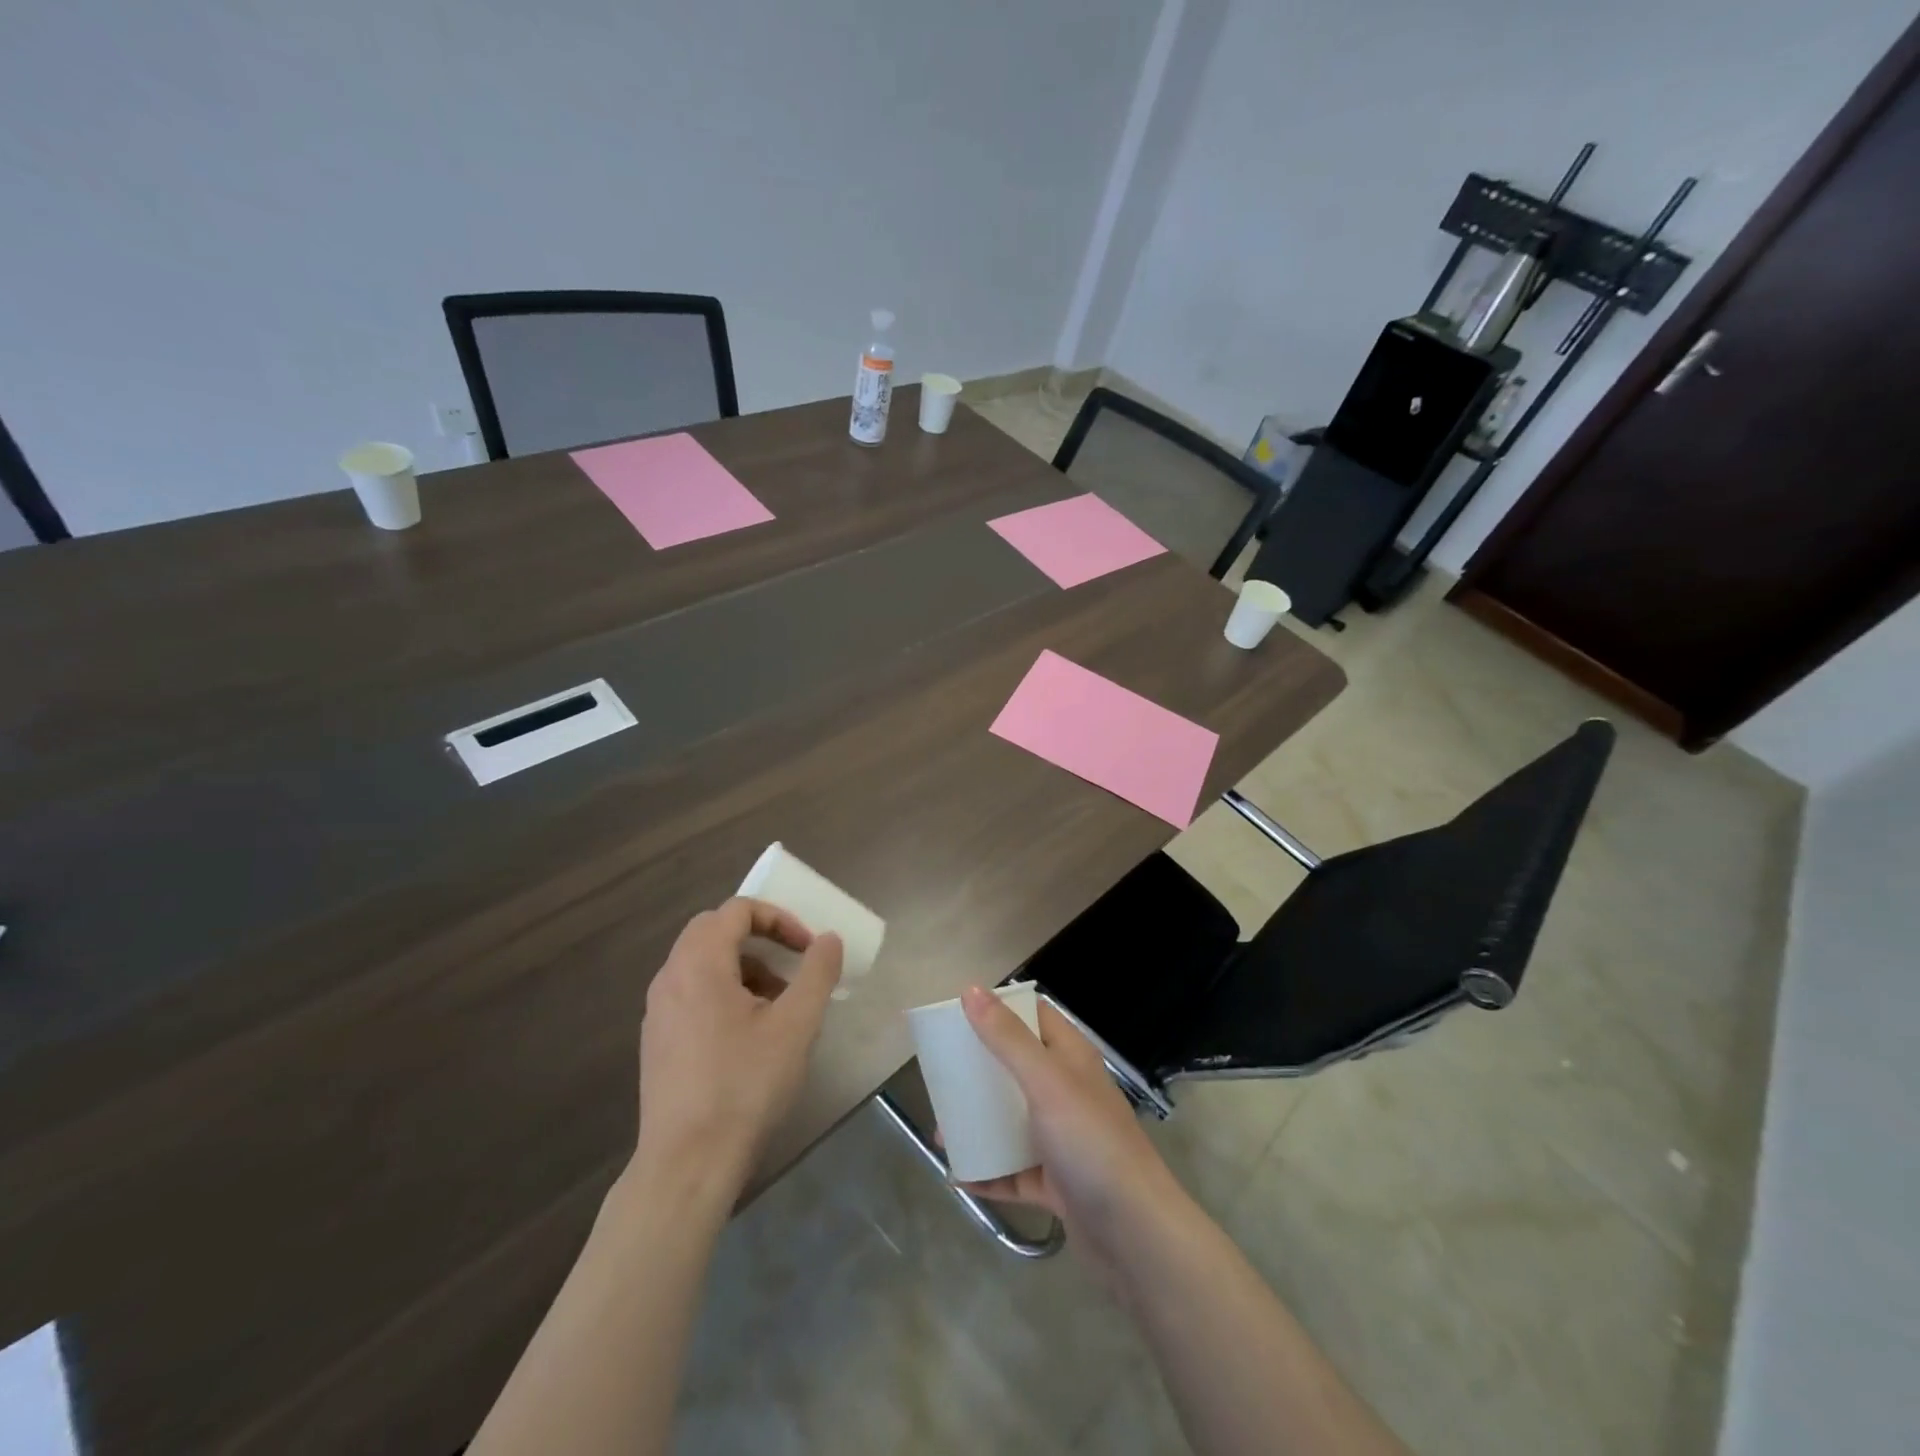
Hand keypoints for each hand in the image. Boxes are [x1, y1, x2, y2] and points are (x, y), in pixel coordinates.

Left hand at [632, 898, 842, 1200]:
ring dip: (744, 967)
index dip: (779, 919)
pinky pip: (691, 993)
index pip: (737, 910)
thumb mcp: (796, 1025)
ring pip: (702, 964)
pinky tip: (748, 1036)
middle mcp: (670, 978)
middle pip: (714, 931)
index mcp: (699, 964)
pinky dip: (724, 992)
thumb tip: (828, 939)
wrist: (687, 1163)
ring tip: (777, 1005)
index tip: (807, 949)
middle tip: (791, 966)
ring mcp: (658, 1012)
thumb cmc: (745, 1086)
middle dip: (759, 939)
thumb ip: (816, 972)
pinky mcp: (657, 1041)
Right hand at [957, 986, 1183, 1258]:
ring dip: (979, 1123)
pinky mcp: (1056, 1183)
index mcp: (1071, 1058)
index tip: (958, 1013)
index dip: (1001, 1009)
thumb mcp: (1046, 1082)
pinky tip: (957, 1174)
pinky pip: (1013, 1170)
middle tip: (940, 1073)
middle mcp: (1068, 1092)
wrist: (1135, 1235)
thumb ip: (1008, 1038)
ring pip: (1012, 1120)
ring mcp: (1063, 1140)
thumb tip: (972, 991)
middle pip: (1017, 1068)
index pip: (1035, 1017)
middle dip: (980, 1070)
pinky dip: (987, 1171)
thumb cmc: (1091, 1143)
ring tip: (941, 1130)